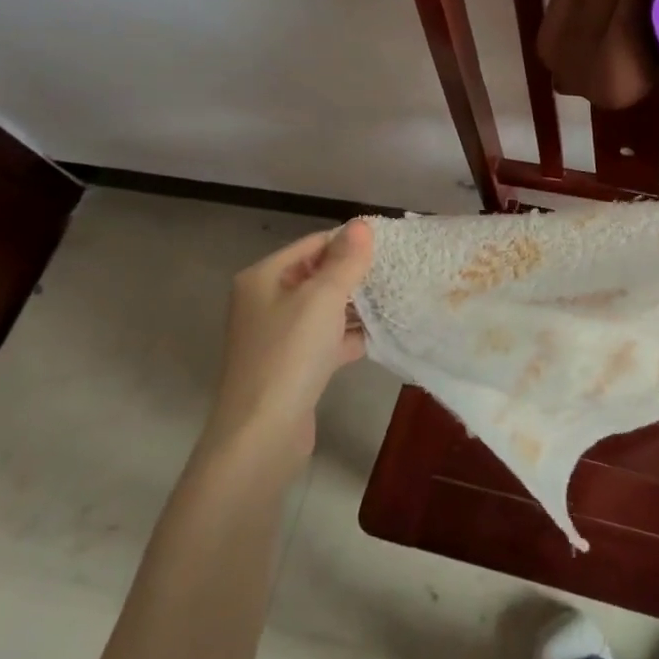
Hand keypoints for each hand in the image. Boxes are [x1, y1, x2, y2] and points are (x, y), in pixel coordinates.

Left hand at [203, 220, 374, 462]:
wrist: (262, 434)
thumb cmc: (290, 353)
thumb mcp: (323, 298)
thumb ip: (346, 260)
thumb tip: (362, 224)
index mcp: (264, 277)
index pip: (313, 244)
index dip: (349, 242)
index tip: (389, 246)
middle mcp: (265, 302)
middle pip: (317, 276)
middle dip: (355, 274)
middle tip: (396, 272)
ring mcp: (278, 336)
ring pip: (324, 309)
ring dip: (355, 305)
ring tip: (395, 299)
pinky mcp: (292, 366)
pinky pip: (326, 339)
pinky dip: (349, 336)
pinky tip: (381, 335)